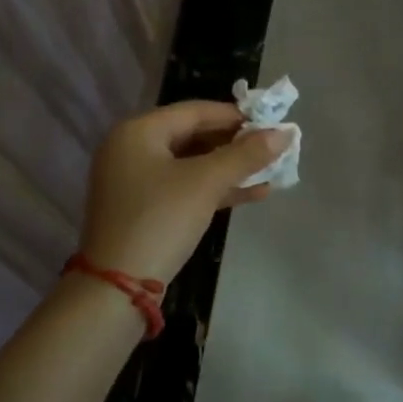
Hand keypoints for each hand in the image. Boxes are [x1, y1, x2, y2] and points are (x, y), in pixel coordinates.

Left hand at [80, 101, 289, 283]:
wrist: (117, 290)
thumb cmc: (160, 220)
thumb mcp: (206, 183)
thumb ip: (246, 155)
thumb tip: (285, 133)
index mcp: (138, 131)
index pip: (196, 111)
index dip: (236, 116)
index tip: (271, 123)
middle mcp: (132, 149)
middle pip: (194, 136)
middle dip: (236, 144)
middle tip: (272, 148)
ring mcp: (135, 181)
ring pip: (192, 164)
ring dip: (230, 168)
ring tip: (271, 171)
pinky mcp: (143, 209)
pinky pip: (185, 187)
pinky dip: (215, 189)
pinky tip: (253, 194)